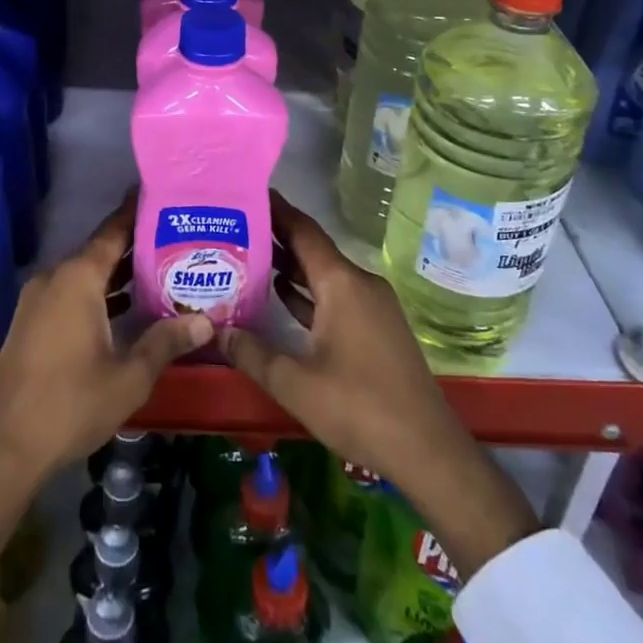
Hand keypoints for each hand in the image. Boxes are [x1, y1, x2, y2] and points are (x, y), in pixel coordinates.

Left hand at [0, 198, 210, 558]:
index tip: (159, 195)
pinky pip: (69, 292)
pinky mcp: (30, 321)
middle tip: (175, 240)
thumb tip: (206, 321)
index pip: (112, 232)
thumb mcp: (130, 376)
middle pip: (99, 251)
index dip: (136, 213)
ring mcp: (37, 299)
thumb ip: (166, 341)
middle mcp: (54, 278)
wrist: (8, 448)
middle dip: (135, 246)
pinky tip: (125, 307)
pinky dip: (96, 293)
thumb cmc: (72, 405)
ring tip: (159, 272)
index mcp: (77, 279)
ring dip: (117, 274)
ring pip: (84, 274)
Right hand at [218, 195, 538, 575]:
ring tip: (247, 256)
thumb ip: (251, 353)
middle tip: (233, 226)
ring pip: (323, 274)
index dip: (275, 210)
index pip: (303, 231)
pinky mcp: (375, 327)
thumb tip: (215, 330)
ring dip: (290, 266)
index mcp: (342, 283)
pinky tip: (279, 295)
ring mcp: (371, 306)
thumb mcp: (294, 383)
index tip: (246, 192)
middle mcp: (359, 284)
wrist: (427, 450)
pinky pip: (335, 296)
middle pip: (312, 249)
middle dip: (275, 237)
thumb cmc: (358, 408)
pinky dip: (308, 292)